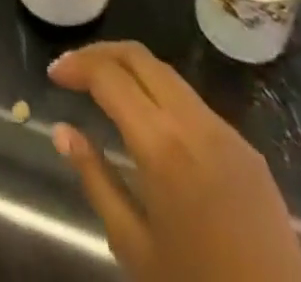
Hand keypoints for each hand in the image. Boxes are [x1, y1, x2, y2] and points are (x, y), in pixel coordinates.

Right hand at [48, 41, 300, 281]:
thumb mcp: (134, 246)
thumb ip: (95, 179)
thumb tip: (62, 132)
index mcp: (161, 144)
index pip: (109, 76)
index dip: (77, 65)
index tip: (54, 73)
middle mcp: (193, 121)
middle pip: (139, 57)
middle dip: (101, 53)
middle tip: (74, 68)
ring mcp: (225, 130)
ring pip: (167, 73)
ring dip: (131, 68)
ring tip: (104, 86)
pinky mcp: (246, 146)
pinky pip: (193, 102)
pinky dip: (161, 93)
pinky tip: (149, 118)